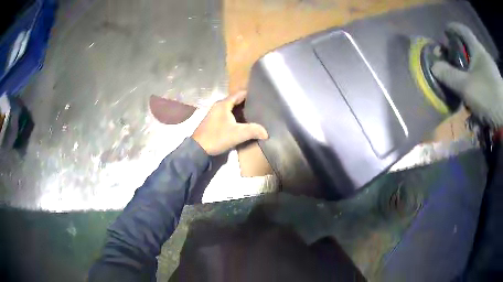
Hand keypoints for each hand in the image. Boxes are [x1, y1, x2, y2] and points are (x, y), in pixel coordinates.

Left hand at [192, 91, 267, 155]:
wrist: (198, 149)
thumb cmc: (217, 137)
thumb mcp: (237, 134)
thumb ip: (253, 131)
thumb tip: (266, 133)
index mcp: (223, 104)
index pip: (240, 94)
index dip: (251, 95)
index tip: (261, 98)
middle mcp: (219, 106)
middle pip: (236, 101)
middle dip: (248, 104)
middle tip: (260, 108)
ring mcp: (215, 113)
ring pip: (232, 109)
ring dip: (242, 111)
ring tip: (255, 115)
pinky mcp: (213, 121)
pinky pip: (228, 115)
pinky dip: (236, 117)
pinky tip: (242, 123)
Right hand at [432, 22, 502, 127]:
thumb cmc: (488, 95)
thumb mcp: (467, 87)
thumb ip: (450, 76)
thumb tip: (434, 66)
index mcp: (477, 49)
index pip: (463, 30)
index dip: (453, 28)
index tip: (445, 31)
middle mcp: (485, 56)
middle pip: (472, 49)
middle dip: (463, 54)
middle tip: (456, 64)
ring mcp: (493, 71)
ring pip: (480, 67)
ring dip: (473, 73)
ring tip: (468, 86)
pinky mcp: (498, 86)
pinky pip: (487, 80)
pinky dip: (482, 85)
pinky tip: (480, 97)